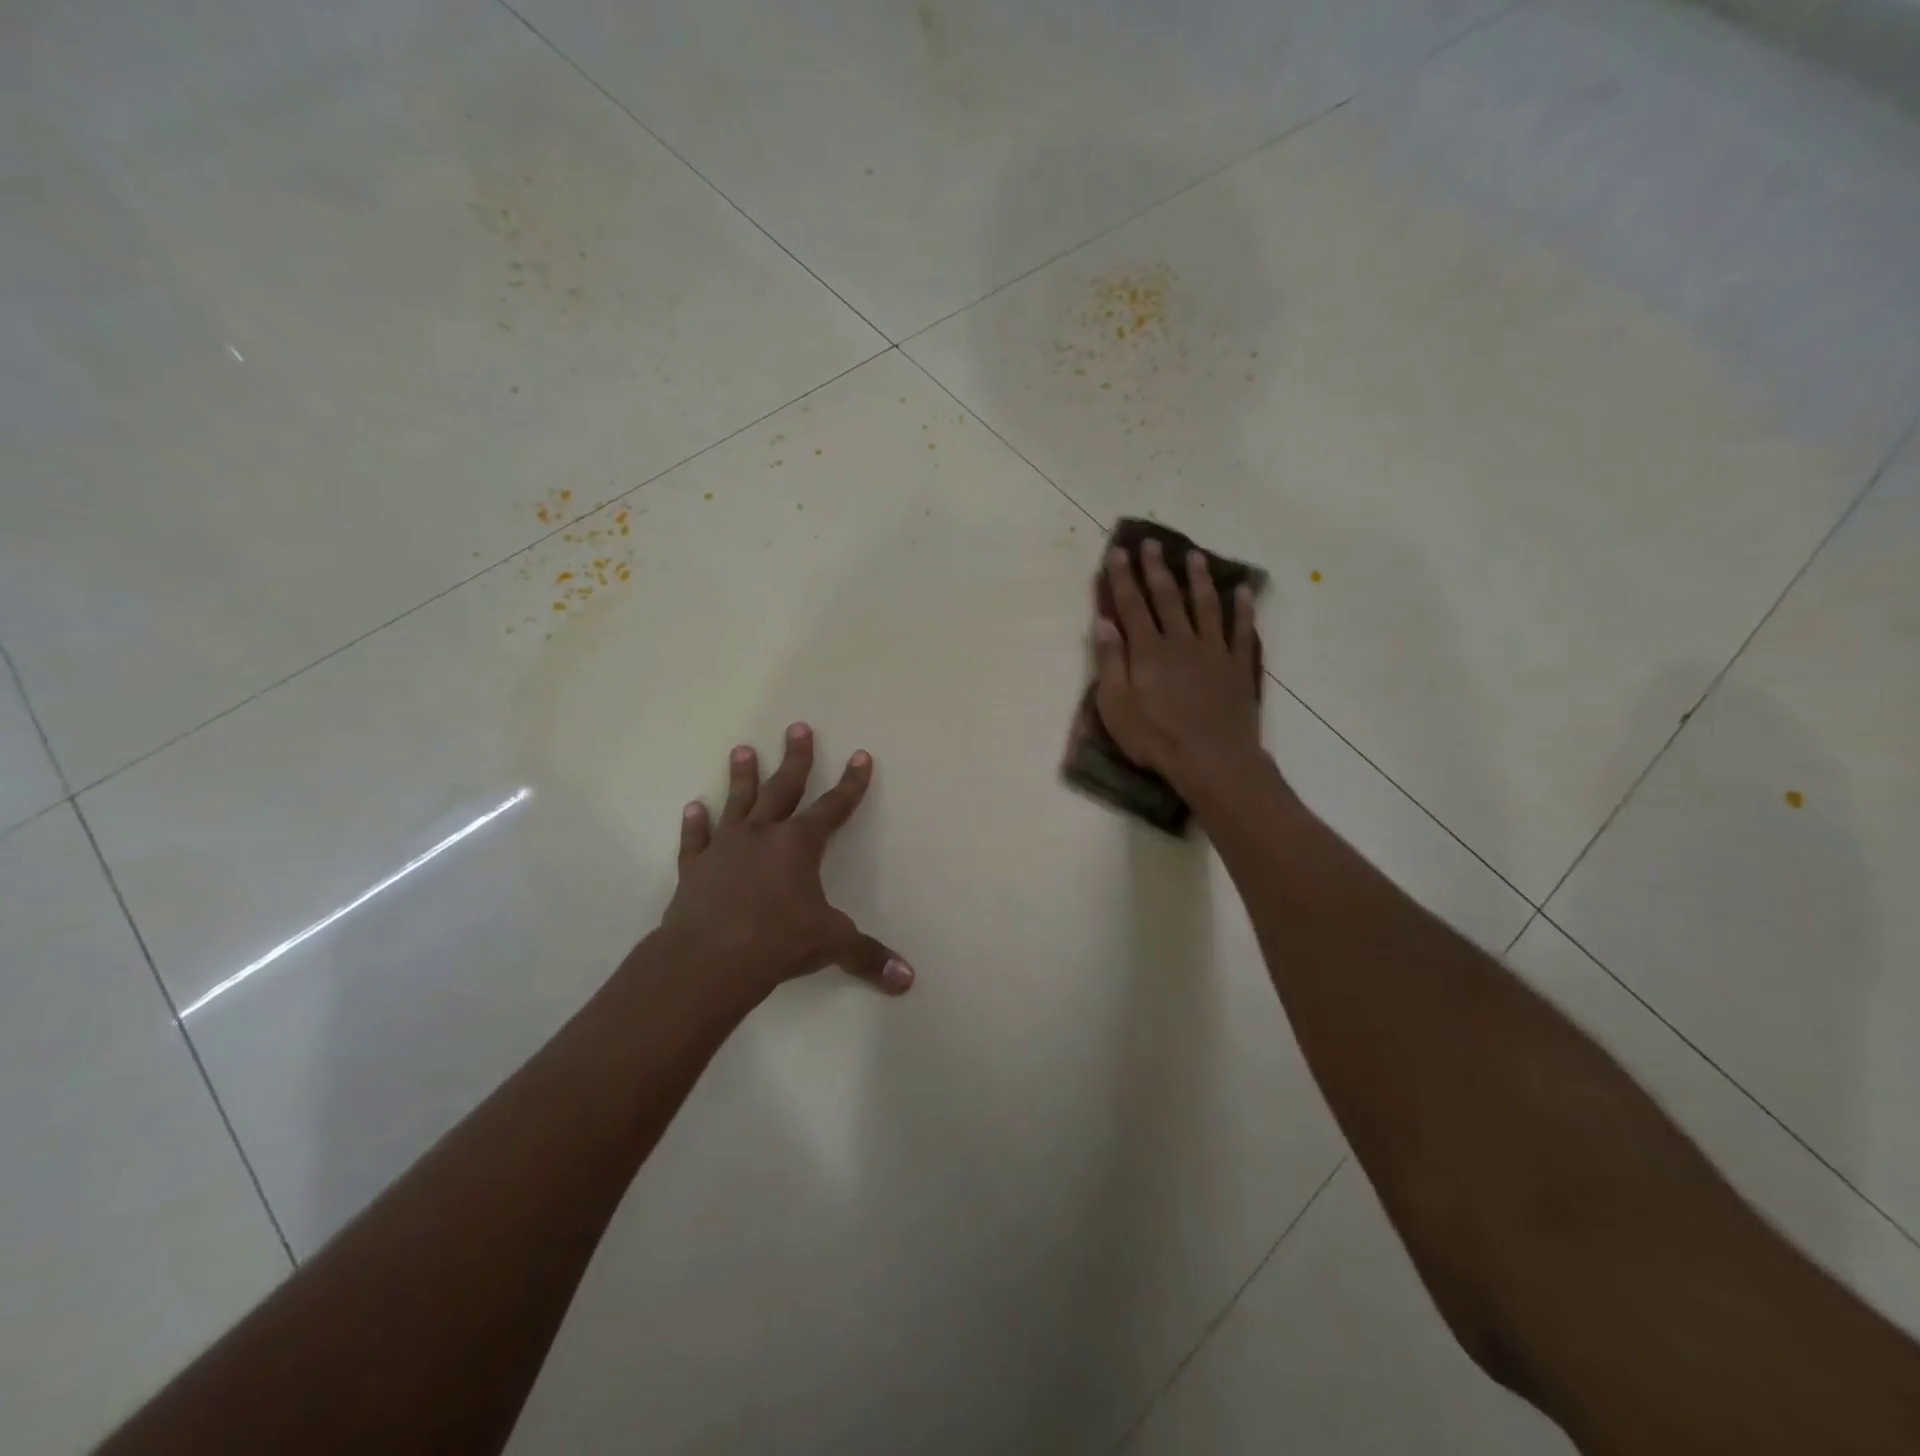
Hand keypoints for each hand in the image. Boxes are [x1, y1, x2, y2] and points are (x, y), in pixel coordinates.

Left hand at [662, 723, 912, 1001]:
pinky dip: (696, 824)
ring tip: (742, 749)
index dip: (851, 783)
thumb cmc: (777, 941)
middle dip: (795, 758)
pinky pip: (697, 840)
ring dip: (742, 776)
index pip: (834, 807)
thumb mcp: (831, 945)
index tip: (860, 756)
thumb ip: (868, 956)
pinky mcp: (695, 869)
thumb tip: (908, 979)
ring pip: (737, 803)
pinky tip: (694, 807)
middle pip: (783, 788)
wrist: (709, 959)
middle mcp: (763, 835)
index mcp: (800, 844)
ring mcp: (725, 848)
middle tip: (797, 728)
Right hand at [1093, 539, 1264, 794]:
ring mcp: (1213, 651)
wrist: (1213, 759)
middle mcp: (1180, 641)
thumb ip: (1109, 662)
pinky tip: (1242, 591)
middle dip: (1156, 568)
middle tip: (1152, 542)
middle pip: (1167, 597)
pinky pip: (1242, 630)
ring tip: (1195, 556)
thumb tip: (1103, 622)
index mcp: (1148, 650)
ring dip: (1199, 579)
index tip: (1119, 551)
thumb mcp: (1116, 707)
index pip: (1132, 605)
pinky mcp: (1237, 666)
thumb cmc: (1156, 738)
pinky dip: (1242, 608)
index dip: (1123, 577)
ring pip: (1205, 605)